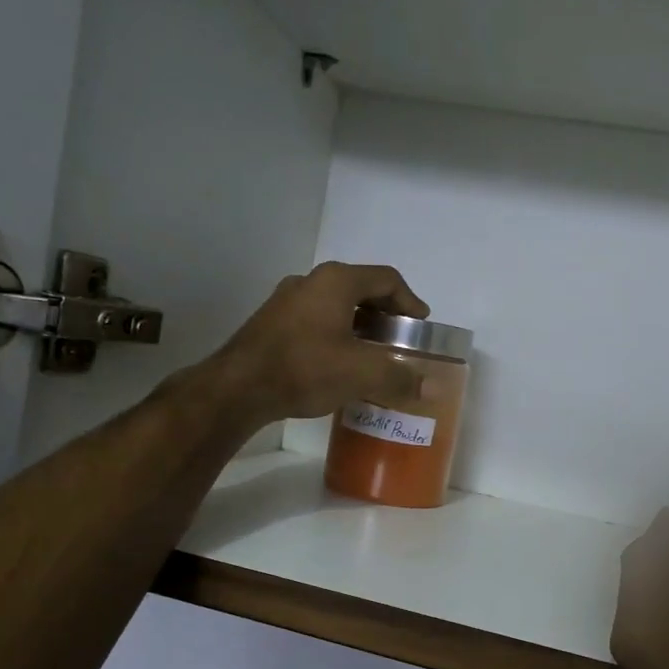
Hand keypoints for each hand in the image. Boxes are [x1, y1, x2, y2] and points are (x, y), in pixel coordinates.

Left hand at [208, 262, 435, 422]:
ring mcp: (287, 300)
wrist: (238, 388)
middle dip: (386, 314)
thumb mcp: (360, 374)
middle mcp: (311, 281)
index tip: (421, 326)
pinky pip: (317, 320)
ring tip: (374, 354)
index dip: (410, 301)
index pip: (387, 279)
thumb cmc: (305, 369)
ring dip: (361, 326)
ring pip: (336, 306)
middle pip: (361, 289)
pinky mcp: (272, 322)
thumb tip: (430, 389)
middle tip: (400, 340)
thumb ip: (399, 377)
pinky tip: (340, 363)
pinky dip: (338, 335)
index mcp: (337, 281)